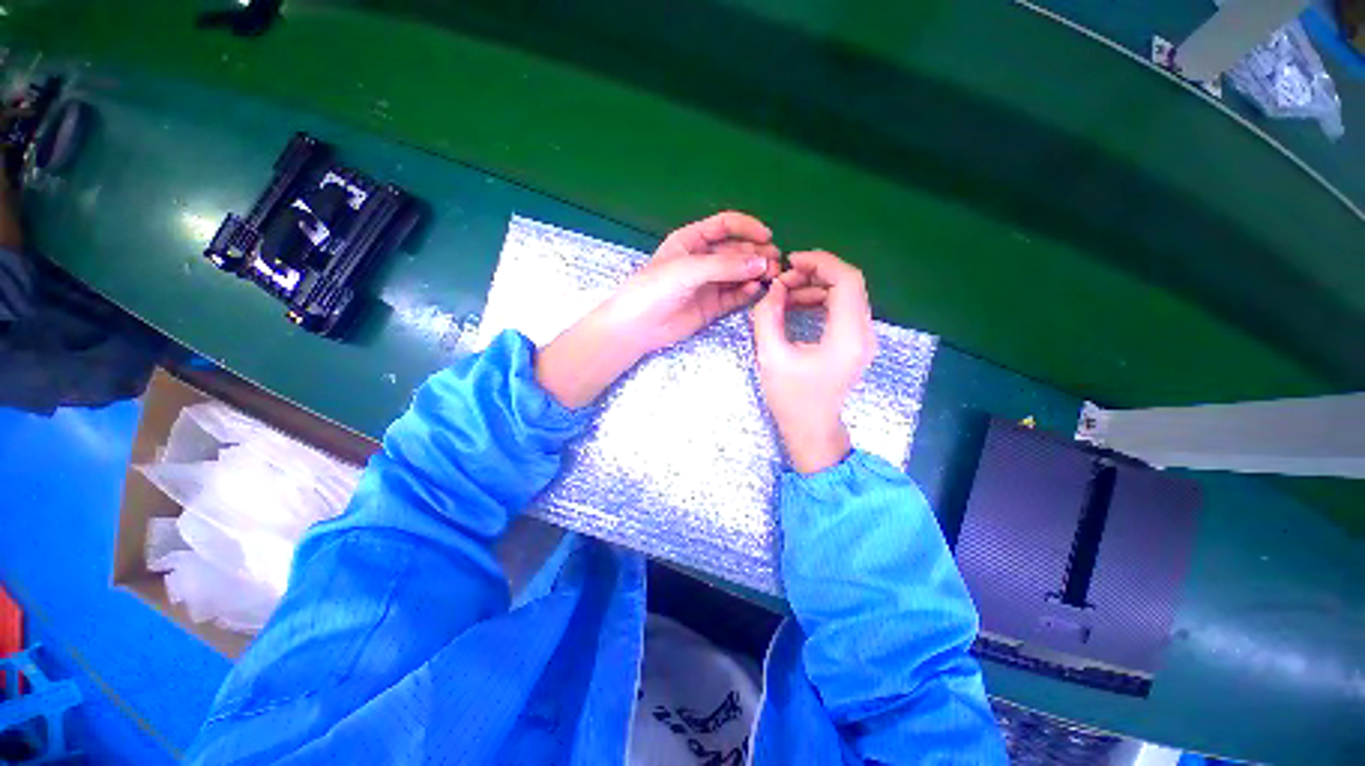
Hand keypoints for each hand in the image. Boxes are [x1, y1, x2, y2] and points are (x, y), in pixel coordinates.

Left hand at [536, 211, 778, 408]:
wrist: (638, 326)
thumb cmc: (656, 288)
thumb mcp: (689, 269)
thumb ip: (725, 266)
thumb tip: (762, 263)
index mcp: (691, 240)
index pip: (725, 225)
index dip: (748, 227)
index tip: (767, 236)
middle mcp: (702, 259)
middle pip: (736, 250)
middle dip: (756, 254)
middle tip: (774, 263)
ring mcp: (708, 284)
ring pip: (738, 273)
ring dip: (756, 273)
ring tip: (771, 276)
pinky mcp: (712, 305)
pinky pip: (734, 295)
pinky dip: (747, 291)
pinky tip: (755, 289)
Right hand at [751, 251, 875, 473]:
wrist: (812, 430)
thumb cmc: (791, 399)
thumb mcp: (771, 357)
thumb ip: (768, 317)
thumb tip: (772, 289)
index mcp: (847, 337)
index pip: (847, 281)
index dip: (821, 263)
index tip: (791, 262)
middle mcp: (864, 334)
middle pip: (849, 284)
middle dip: (815, 273)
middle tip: (783, 280)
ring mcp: (863, 338)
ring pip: (846, 295)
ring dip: (816, 287)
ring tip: (785, 293)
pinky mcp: (855, 343)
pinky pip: (842, 309)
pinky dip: (821, 300)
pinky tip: (797, 304)